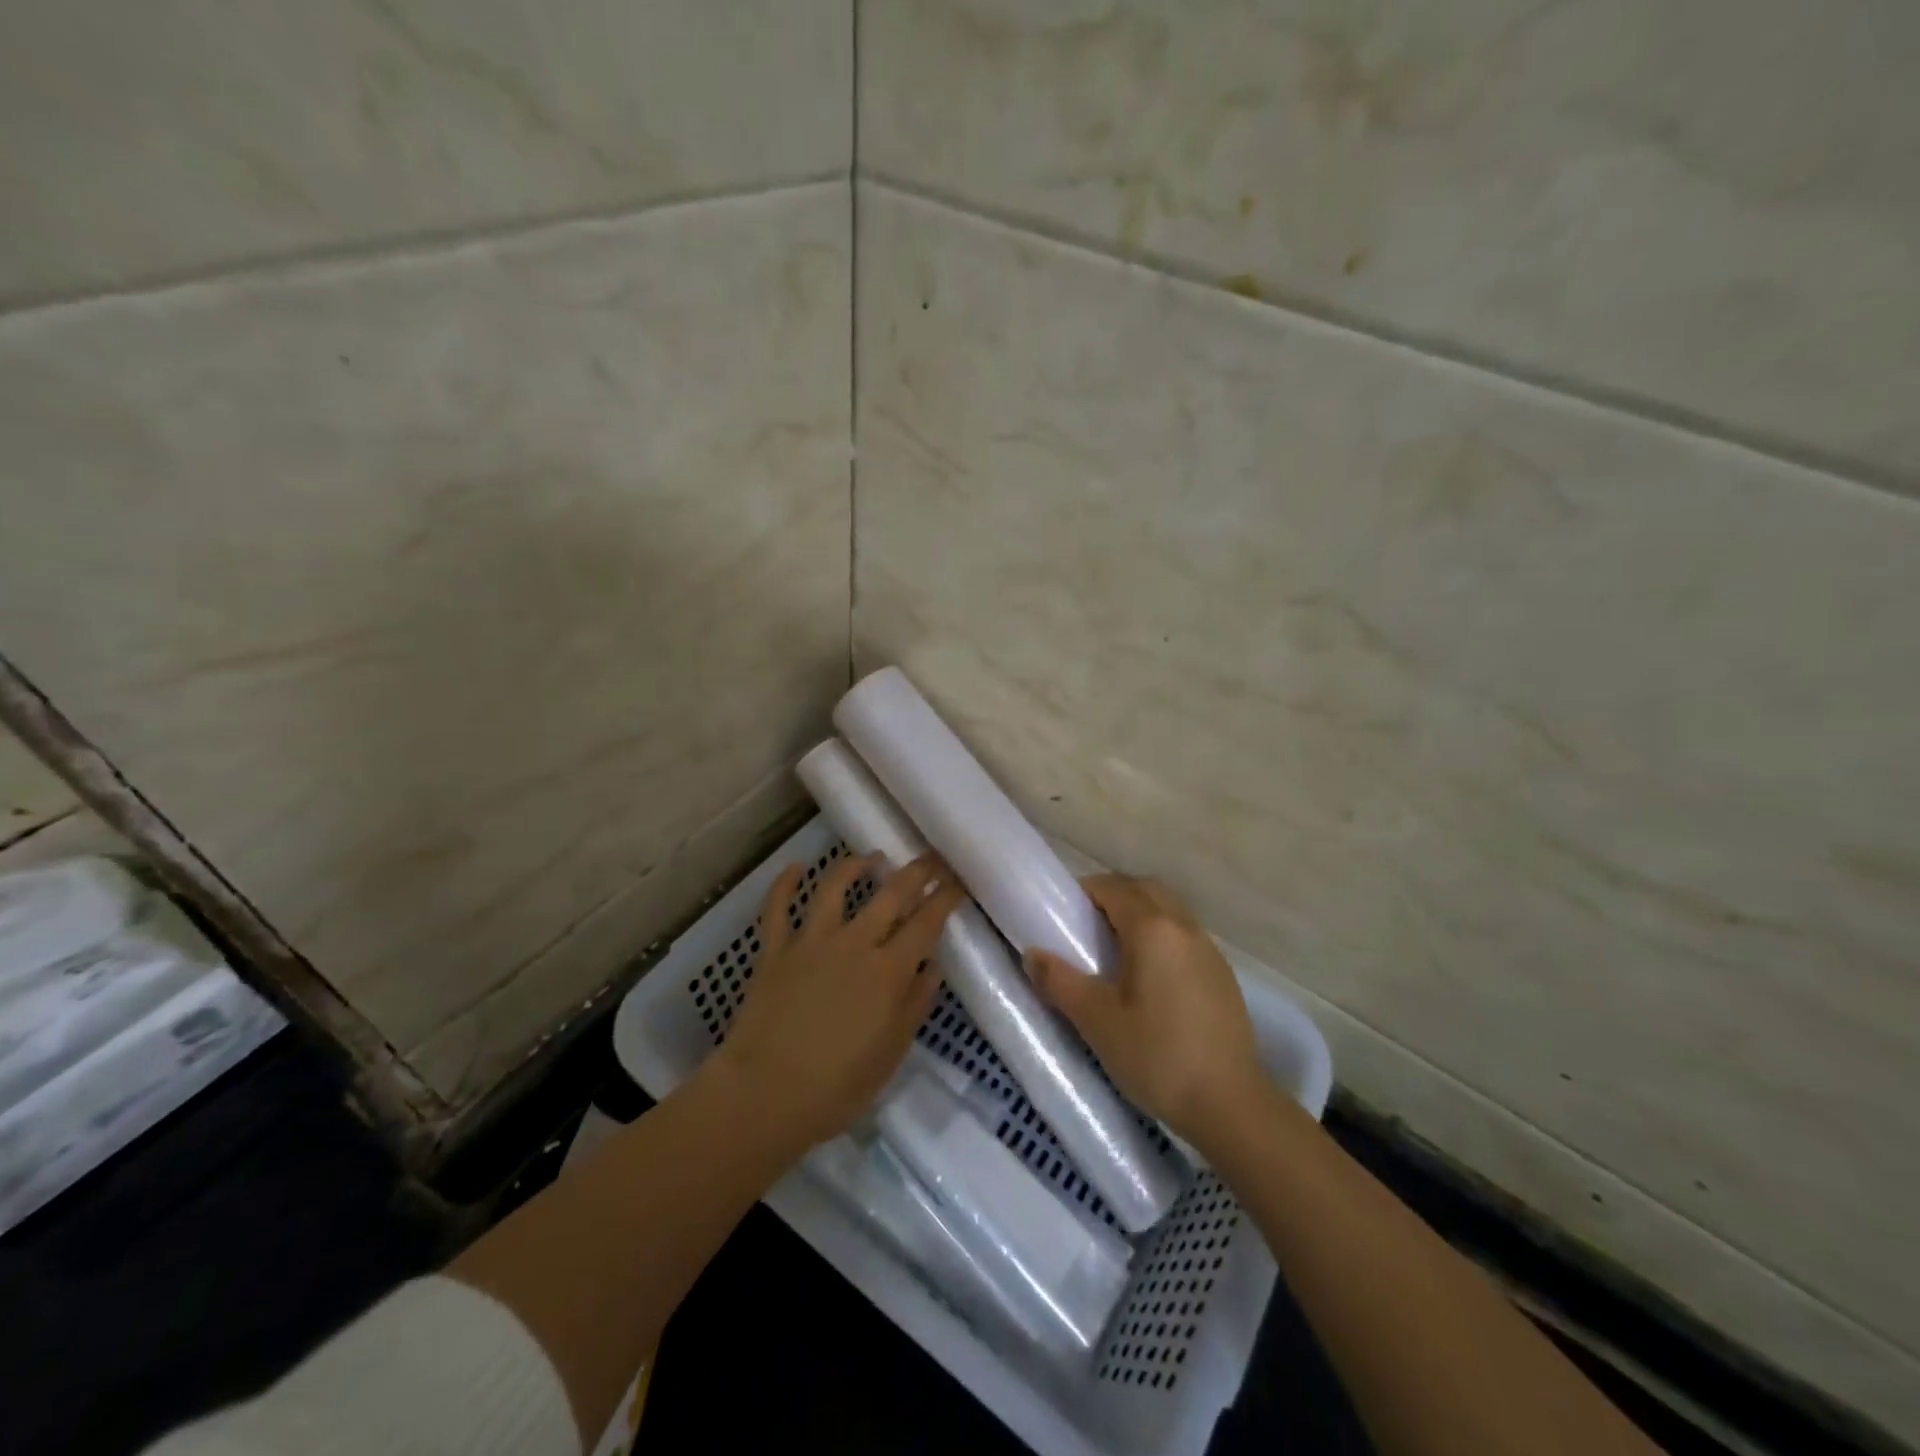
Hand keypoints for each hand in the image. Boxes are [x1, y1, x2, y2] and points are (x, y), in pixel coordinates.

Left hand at [712, 851, 965, 1150]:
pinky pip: (777, 908)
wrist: (764, 1095)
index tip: (958, 882)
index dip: (945, 898)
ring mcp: (811, 942)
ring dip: (856, 865)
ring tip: (872, 858)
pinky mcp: (774, 950)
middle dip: (916, 871)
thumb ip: (914, 1005)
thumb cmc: (837, 1086)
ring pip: (834, 887)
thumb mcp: (891, 1053)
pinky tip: (795, 867)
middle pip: (890, 894)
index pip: (926, 923)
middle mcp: (854, 944)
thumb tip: (932, 967)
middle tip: (931, 858)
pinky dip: (784, 884)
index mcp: (888, 971)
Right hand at [1024, 874, 1267, 1150]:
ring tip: (1115, 951)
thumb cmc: (1157, 1057)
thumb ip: (1061, 982)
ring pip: (1169, 911)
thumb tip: (1032, 954)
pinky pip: (1185, 936)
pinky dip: (1162, 937)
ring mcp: (1209, 950)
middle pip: (1145, 890)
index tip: (1063, 911)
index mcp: (1153, 930)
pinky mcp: (1222, 975)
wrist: (1231, 1105)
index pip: (1114, 888)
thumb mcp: (1098, 1022)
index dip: (1086, 891)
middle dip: (1114, 895)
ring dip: (1140, 914)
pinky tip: (1150, 977)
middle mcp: (1184, 928)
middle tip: (1086, 925)